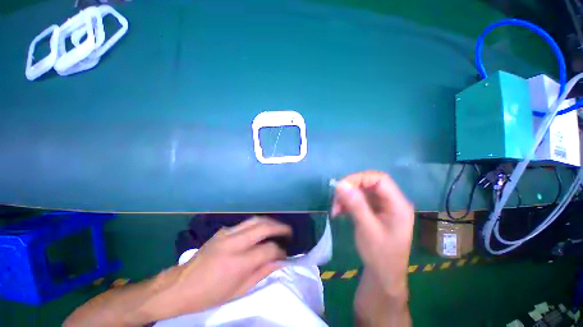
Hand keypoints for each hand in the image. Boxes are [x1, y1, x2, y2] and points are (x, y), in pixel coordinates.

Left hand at [149, 217, 291, 318]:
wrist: (180, 286)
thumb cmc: (210, 295)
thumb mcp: (238, 291)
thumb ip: (262, 273)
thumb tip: (280, 261)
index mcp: (237, 263)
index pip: (268, 250)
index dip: (280, 251)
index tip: (285, 254)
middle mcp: (233, 243)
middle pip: (263, 227)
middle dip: (280, 227)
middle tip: (289, 231)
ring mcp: (227, 233)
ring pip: (255, 219)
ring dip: (270, 222)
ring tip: (279, 227)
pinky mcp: (223, 230)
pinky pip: (245, 223)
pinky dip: (258, 224)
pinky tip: (261, 230)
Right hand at [332, 171, 413, 325]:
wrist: (383, 275)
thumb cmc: (380, 255)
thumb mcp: (367, 229)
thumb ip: (355, 205)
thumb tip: (340, 184)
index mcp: (398, 205)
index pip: (379, 179)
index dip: (359, 179)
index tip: (341, 187)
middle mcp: (391, 201)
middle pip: (369, 184)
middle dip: (350, 189)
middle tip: (336, 200)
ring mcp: (382, 206)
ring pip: (361, 191)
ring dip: (346, 197)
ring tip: (335, 210)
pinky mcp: (374, 210)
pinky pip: (359, 199)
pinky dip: (347, 203)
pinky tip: (339, 212)